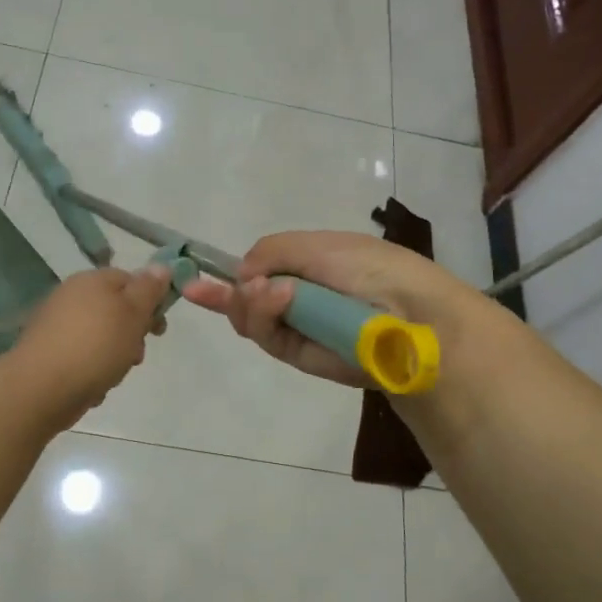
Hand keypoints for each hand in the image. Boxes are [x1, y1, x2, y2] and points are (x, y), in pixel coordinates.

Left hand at [7, 264, 172, 425]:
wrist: (41, 388)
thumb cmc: (95, 346)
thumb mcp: (133, 314)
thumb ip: (149, 289)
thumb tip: (161, 266)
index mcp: (92, 280)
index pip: (130, 279)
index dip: (150, 302)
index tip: (158, 330)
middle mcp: (71, 296)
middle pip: (115, 310)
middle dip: (132, 335)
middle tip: (135, 356)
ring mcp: (56, 325)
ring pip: (100, 336)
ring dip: (114, 356)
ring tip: (112, 375)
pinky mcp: (48, 352)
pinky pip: (82, 357)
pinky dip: (92, 370)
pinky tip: (93, 387)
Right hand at [183, 231, 508, 388]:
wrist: (410, 314)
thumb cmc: (369, 268)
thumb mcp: (318, 245)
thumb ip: (272, 251)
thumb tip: (241, 275)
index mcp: (306, 265)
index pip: (257, 270)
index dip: (226, 275)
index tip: (191, 279)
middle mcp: (298, 297)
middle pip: (245, 299)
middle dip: (235, 292)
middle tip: (249, 285)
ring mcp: (298, 327)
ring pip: (250, 319)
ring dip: (252, 303)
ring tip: (272, 292)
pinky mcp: (301, 355)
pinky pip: (268, 337)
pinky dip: (265, 316)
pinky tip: (277, 298)